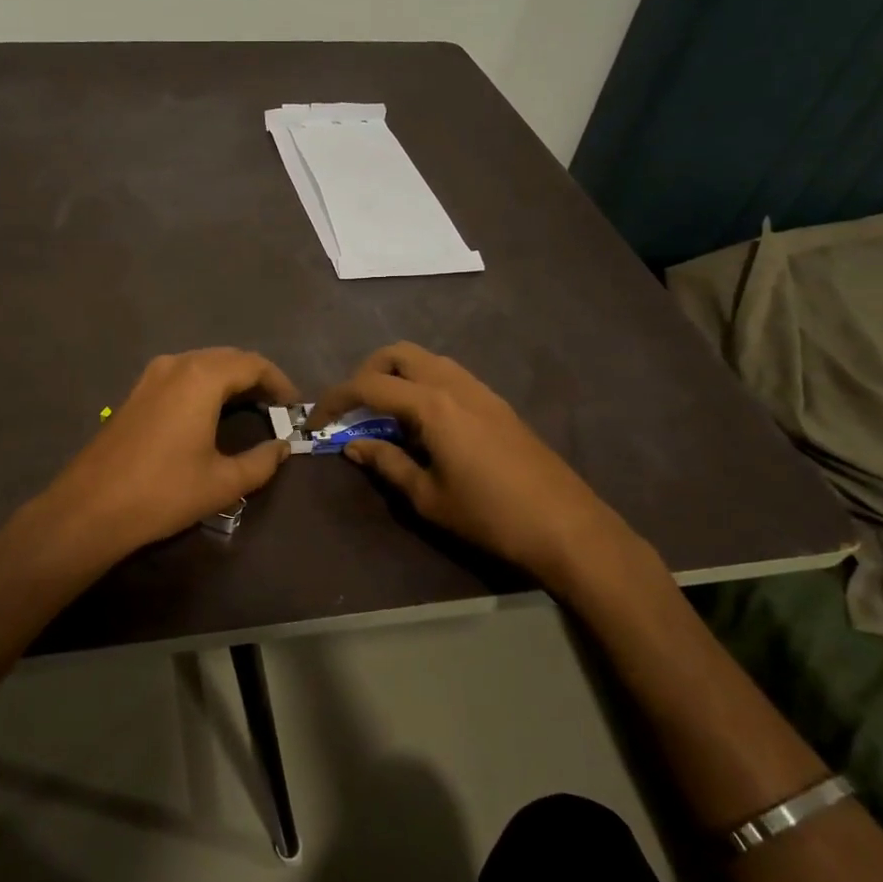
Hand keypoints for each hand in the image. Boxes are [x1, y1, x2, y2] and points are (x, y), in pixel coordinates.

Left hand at [42, 348, 298, 564]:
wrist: (92, 507)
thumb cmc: (164, 492)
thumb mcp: (222, 482)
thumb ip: (261, 462)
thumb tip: (282, 448)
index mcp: (201, 377)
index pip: (253, 364)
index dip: (279, 382)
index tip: (294, 407)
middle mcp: (177, 364)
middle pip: (228, 358)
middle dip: (256, 378)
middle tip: (276, 408)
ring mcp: (152, 375)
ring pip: (203, 364)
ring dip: (230, 380)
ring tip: (250, 410)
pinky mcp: (136, 391)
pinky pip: (182, 375)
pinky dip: (206, 386)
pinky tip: (212, 413)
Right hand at [311, 342, 638, 587]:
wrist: (566, 526)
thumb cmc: (490, 515)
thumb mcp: (427, 497)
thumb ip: (386, 463)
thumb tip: (353, 446)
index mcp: (432, 405)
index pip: (368, 386)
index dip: (335, 400)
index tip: (315, 421)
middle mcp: (453, 383)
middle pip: (397, 354)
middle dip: (366, 373)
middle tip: (354, 409)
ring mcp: (479, 389)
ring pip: (425, 360)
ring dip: (396, 376)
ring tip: (385, 416)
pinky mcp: (495, 402)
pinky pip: (447, 375)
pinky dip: (422, 384)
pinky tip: (422, 423)